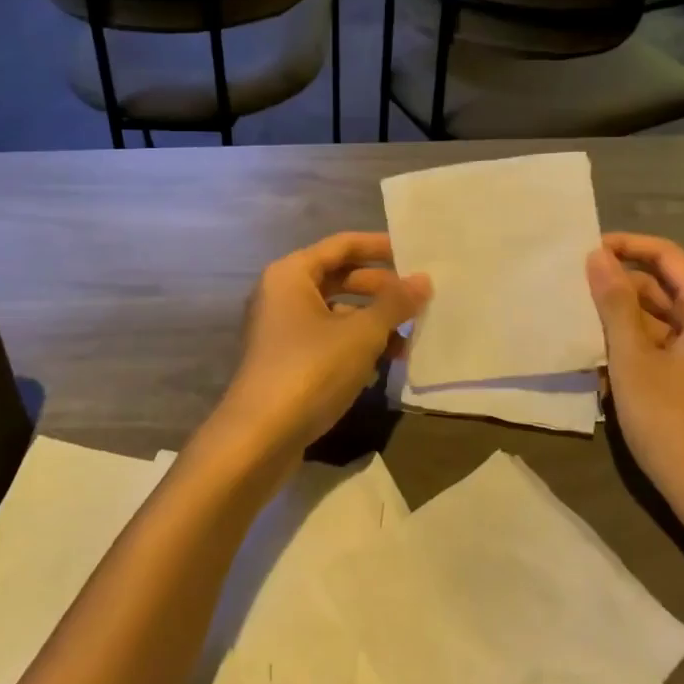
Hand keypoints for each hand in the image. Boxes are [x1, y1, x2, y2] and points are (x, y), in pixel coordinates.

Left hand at [212, 233, 429, 468]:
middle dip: (381, 289)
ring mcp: (281, 329)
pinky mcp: (286, 361)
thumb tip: (423, 280)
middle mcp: (282, 294)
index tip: (415, 254)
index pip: (343, 245)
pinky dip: (356, 344)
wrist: (259, 438)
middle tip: (419, 300)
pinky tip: (385, 362)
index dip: (380, 247)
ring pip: (336, 312)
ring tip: (410, 337)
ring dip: (373, 321)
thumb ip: (394, 303)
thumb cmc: (311, 369)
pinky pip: (328, 339)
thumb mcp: (362, 334)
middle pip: (340, 278)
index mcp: (291, 274)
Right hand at [587, 233, 683, 546]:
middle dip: (619, 287)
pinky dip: (632, 348)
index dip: (627, 247)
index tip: (586, 251)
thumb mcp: (634, 359)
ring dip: (620, 320)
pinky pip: (660, 347)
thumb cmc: (675, 424)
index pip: (668, 257)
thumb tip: (597, 254)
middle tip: (573, 291)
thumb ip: (614, 303)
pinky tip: (599, 364)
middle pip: (662, 288)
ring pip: (658, 320)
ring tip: (578, 325)